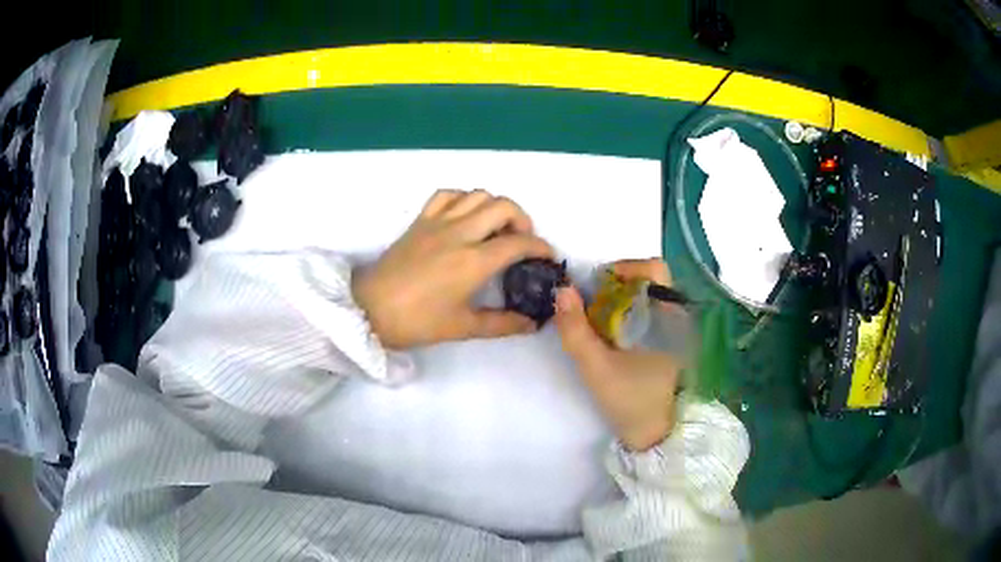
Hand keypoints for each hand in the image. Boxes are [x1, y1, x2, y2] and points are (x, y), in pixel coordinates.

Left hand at [352, 190, 553, 349]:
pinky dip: (464, 199)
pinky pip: (447, 194)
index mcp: (473, 261)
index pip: (519, 243)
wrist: (368, 309)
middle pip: (503, 206)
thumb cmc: (416, 321)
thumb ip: (502, 324)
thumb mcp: (462, 327)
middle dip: (523, 219)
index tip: (547, 257)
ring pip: (477, 194)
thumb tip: (531, 324)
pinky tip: (465, 216)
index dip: (540, 247)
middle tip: (522, 241)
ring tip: (496, 228)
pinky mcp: (419, 220)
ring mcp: (437, 222)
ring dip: (495, 206)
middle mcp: (459, 233)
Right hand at [555, 259, 682, 450]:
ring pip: (647, 296)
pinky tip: (612, 336)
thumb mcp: (597, 368)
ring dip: (620, 301)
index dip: (624, 268)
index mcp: (670, 316)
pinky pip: (649, 312)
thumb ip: (576, 331)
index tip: (598, 286)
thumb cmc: (632, 400)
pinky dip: (628, 314)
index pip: (654, 268)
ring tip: (599, 322)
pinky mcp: (670, 341)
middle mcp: (678, 315)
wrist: (655, 435)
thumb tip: (562, 290)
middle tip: (592, 306)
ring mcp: (676, 328)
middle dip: (616, 286)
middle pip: (648, 279)